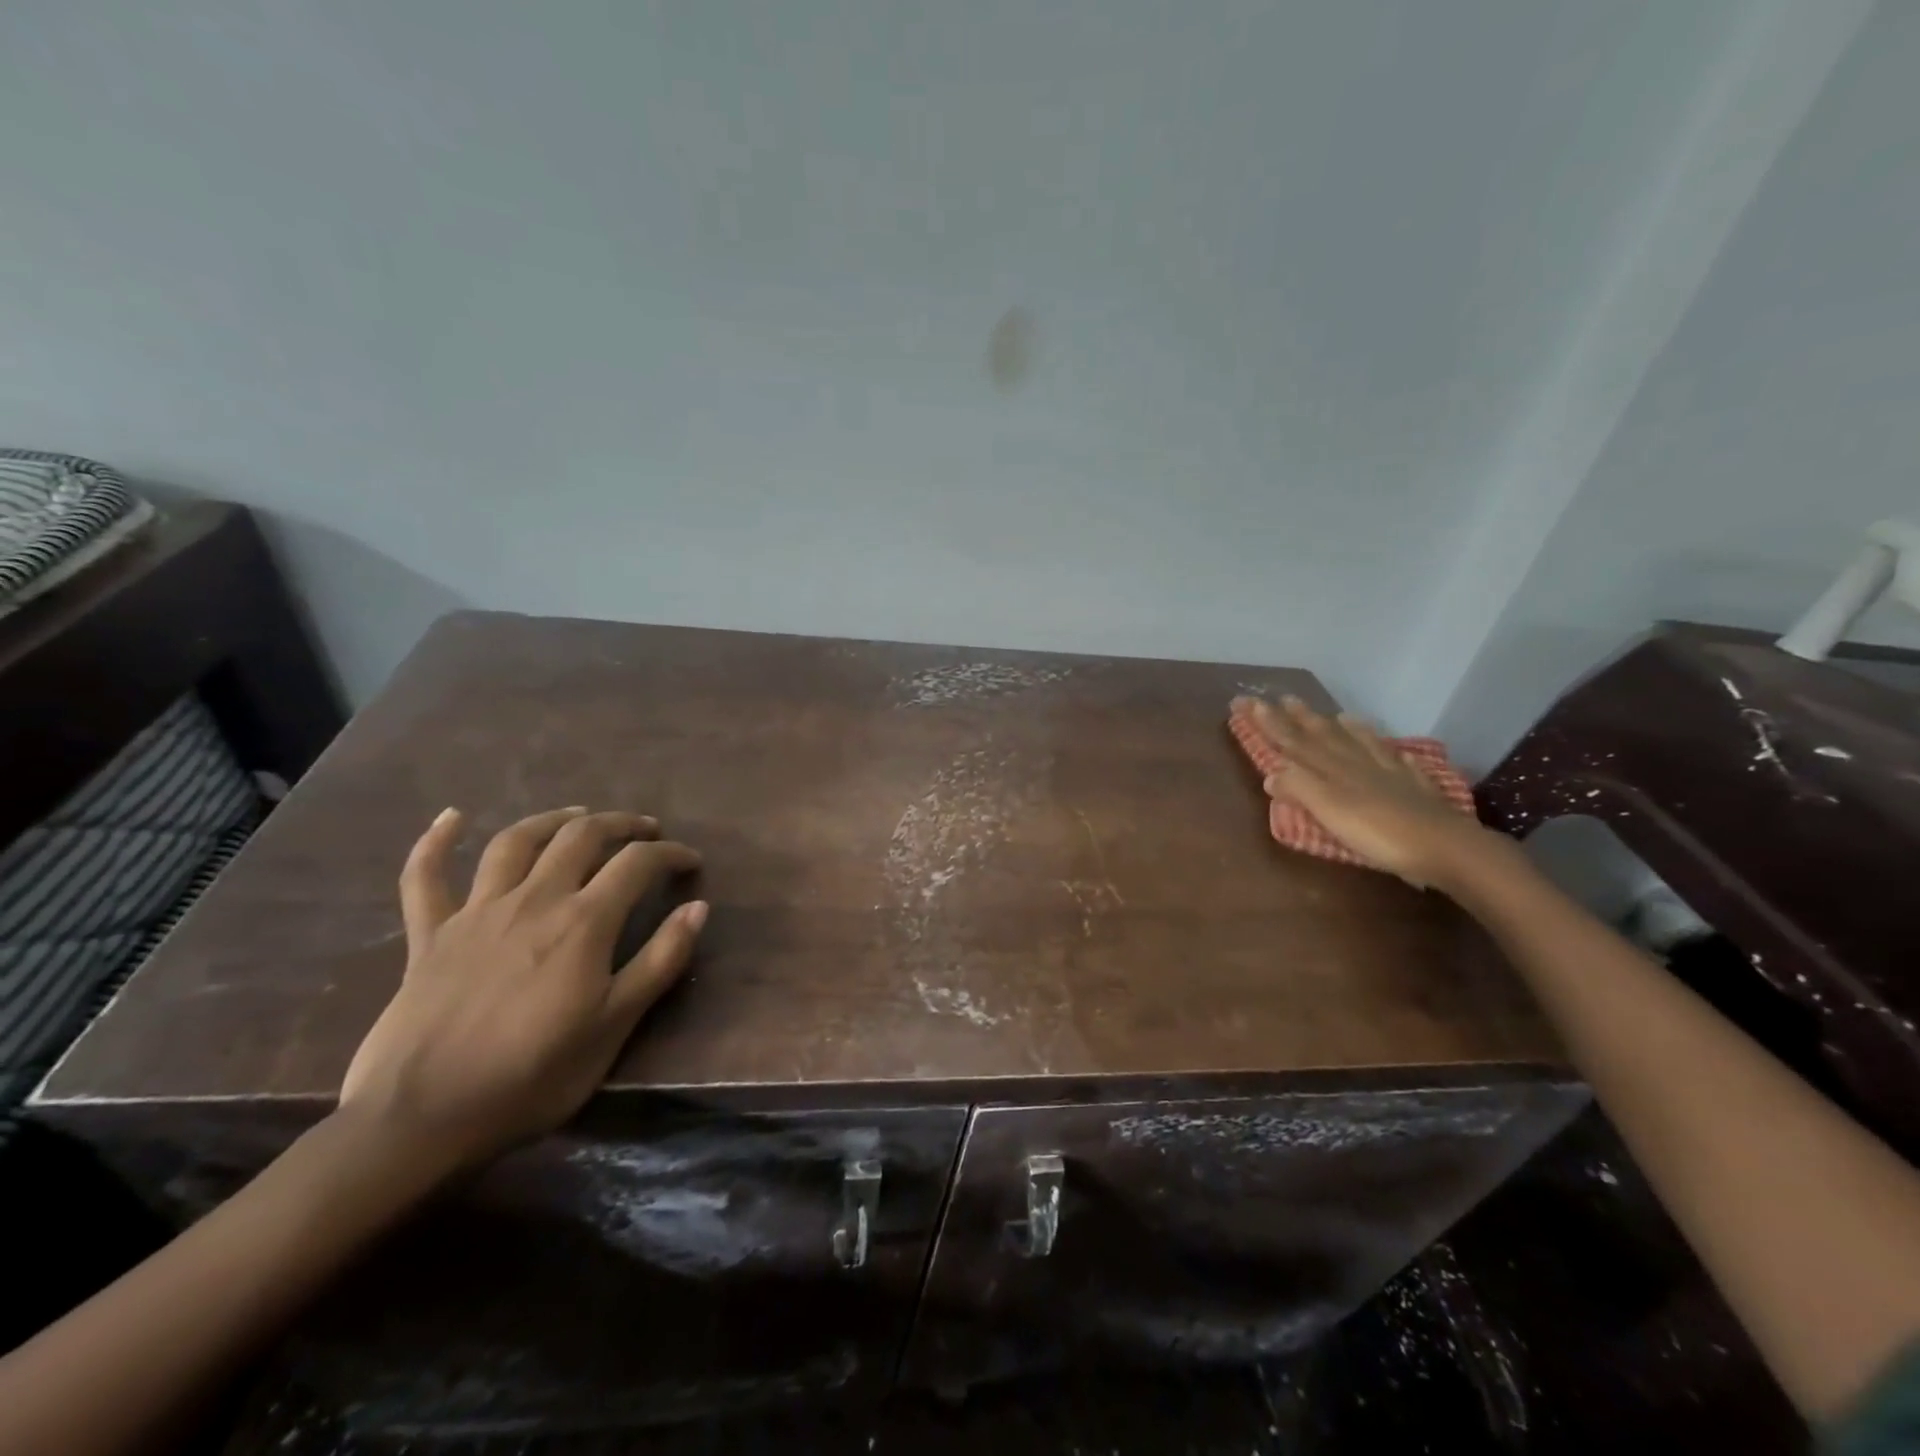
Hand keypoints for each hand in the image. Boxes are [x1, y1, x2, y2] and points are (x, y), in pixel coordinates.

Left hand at [339, 806, 704, 1168]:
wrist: (420, 1120)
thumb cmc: (532, 1077)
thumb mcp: (614, 1026)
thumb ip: (660, 961)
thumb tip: (699, 908)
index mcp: (583, 922)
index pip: (637, 864)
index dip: (670, 854)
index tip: (690, 861)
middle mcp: (534, 900)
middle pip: (581, 836)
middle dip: (621, 824)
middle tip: (645, 831)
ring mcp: (476, 912)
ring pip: (516, 841)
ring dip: (552, 819)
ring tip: (578, 815)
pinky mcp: (429, 935)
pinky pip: (425, 876)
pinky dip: (435, 841)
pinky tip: (451, 817)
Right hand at [1237, 695, 1503, 890]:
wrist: (1444, 846)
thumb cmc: (1378, 832)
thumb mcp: (1329, 811)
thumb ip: (1300, 788)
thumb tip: (1271, 773)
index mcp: (1331, 769)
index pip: (1292, 742)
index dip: (1268, 723)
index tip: (1247, 703)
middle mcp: (1356, 763)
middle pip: (1322, 736)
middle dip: (1297, 718)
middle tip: (1281, 698)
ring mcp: (1388, 773)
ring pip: (1358, 742)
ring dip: (1341, 728)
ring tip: (1333, 713)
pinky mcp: (1413, 788)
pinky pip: (1396, 761)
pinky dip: (1388, 751)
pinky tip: (1391, 749)